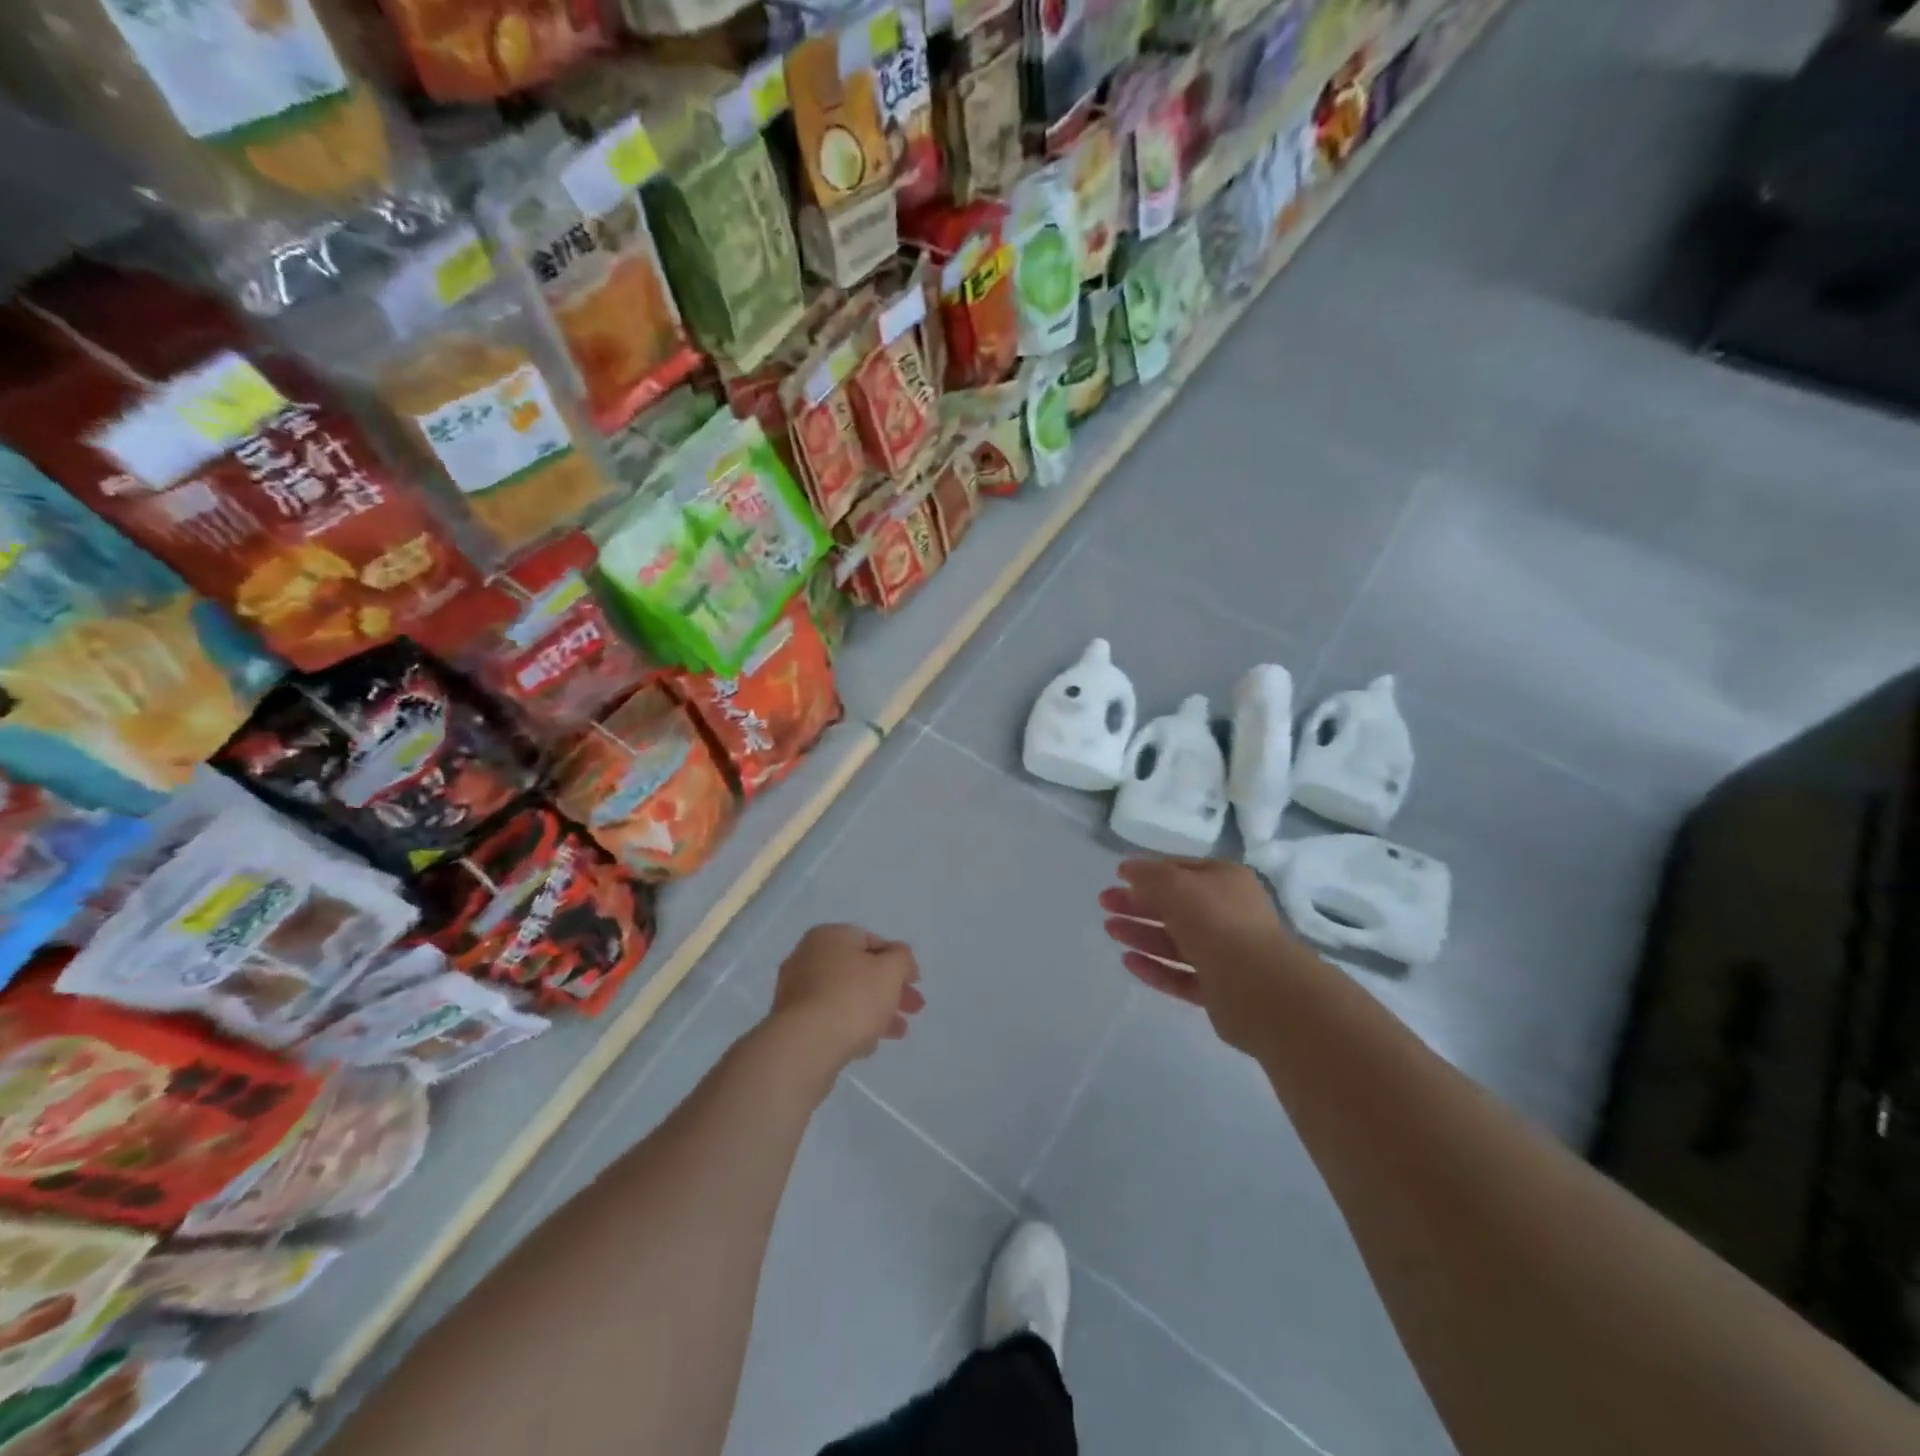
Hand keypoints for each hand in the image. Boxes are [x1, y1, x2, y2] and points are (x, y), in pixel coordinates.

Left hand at [770, 924, 924, 1074]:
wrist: (806, 1046)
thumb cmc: (853, 998)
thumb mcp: (891, 970)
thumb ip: (902, 959)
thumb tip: (898, 959)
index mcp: (829, 936)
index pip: (871, 941)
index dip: (897, 960)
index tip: (914, 982)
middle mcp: (808, 957)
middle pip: (859, 971)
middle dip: (889, 989)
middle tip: (913, 1009)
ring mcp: (796, 991)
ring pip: (846, 996)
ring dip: (874, 1011)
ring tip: (897, 1033)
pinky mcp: (792, 1023)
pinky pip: (829, 1018)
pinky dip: (851, 1026)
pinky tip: (867, 1046)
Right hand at [1099, 858, 1307, 1052]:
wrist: (1260, 988)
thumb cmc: (1216, 922)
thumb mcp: (1175, 885)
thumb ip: (1148, 875)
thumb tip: (1128, 869)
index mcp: (1226, 881)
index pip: (1181, 870)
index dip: (1148, 872)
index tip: (1117, 877)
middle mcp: (1228, 914)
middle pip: (1175, 906)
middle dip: (1138, 903)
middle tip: (1105, 904)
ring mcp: (1226, 954)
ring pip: (1176, 940)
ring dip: (1142, 933)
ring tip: (1110, 930)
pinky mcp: (1220, 990)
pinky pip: (1181, 974)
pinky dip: (1155, 967)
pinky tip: (1128, 961)